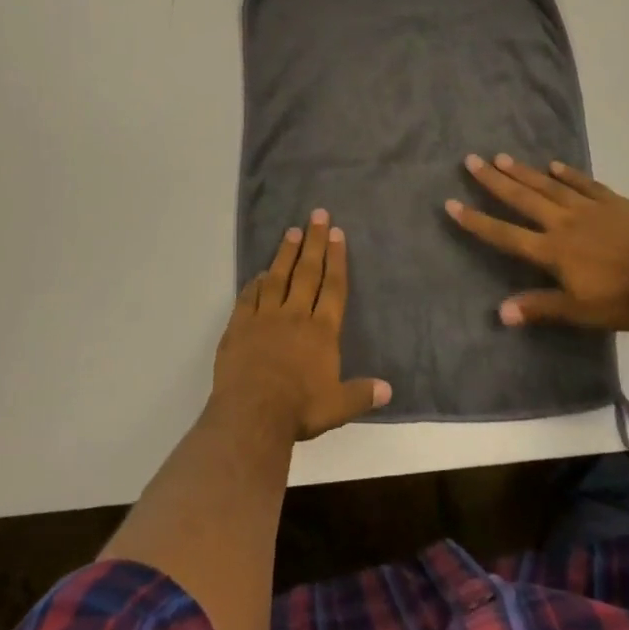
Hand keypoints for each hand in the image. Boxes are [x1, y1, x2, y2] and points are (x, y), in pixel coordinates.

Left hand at [213, 209, 390, 441]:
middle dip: (314, 242)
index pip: (332, 287)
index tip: (337, 233)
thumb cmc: (298, 410)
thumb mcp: (337, 407)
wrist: (251, 415)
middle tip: (317, 214)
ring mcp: (264, 317)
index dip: (336, 259)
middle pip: (307, 272)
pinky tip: (259, 273)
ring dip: (285, 253)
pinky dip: (255, 283)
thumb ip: (361, 394)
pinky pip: (248, 297)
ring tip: (291, 231)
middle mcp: (295, 315)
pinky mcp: (239, 325)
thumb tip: (388, 389)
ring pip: (277, 277)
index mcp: (321, 331)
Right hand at [446, 154, 628, 330]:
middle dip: (494, 181)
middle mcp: (564, 222)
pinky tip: (554, 164)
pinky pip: (584, 183)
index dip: (477, 221)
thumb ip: (541, 307)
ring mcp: (589, 208)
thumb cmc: (626, 298)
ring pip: (548, 186)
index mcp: (553, 251)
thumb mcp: (581, 311)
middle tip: (471, 160)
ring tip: (502, 156)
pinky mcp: (614, 202)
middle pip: (523, 199)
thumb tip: (501, 312)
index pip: (506, 235)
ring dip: (523, 172)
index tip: (451, 203)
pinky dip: (567, 173)